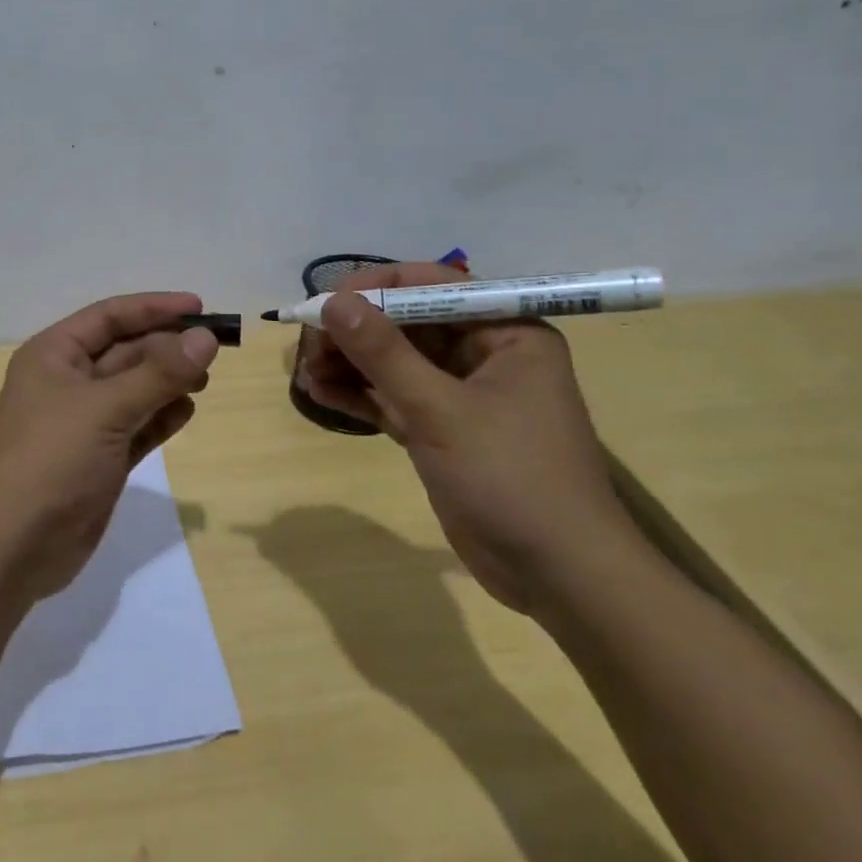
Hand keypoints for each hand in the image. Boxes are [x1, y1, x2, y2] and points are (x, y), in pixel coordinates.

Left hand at [0, 292, 219, 602]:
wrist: (14, 547)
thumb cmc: (52, 460)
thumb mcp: (105, 408)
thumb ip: (159, 373)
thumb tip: (206, 338)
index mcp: (54, 355)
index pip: (109, 317)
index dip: (154, 308)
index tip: (200, 307)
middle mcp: (67, 382)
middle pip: (126, 351)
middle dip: (167, 347)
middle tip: (214, 350)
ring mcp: (84, 423)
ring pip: (134, 389)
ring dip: (168, 381)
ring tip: (205, 379)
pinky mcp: (100, 459)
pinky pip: (137, 426)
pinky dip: (161, 417)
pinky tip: (188, 411)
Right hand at [301, 262, 641, 613]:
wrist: (556, 574)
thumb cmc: (512, 477)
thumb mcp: (441, 411)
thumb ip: (384, 354)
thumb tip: (333, 303)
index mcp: (506, 332)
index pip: (434, 287)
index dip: (377, 288)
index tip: (328, 303)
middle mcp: (484, 354)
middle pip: (407, 323)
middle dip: (355, 332)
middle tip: (308, 345)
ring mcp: (460, 394)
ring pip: (395, 362)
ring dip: (349, 363)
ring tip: (305, 372)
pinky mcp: (441, 430)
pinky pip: (392, 397)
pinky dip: (359, 394)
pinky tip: (319, 392)